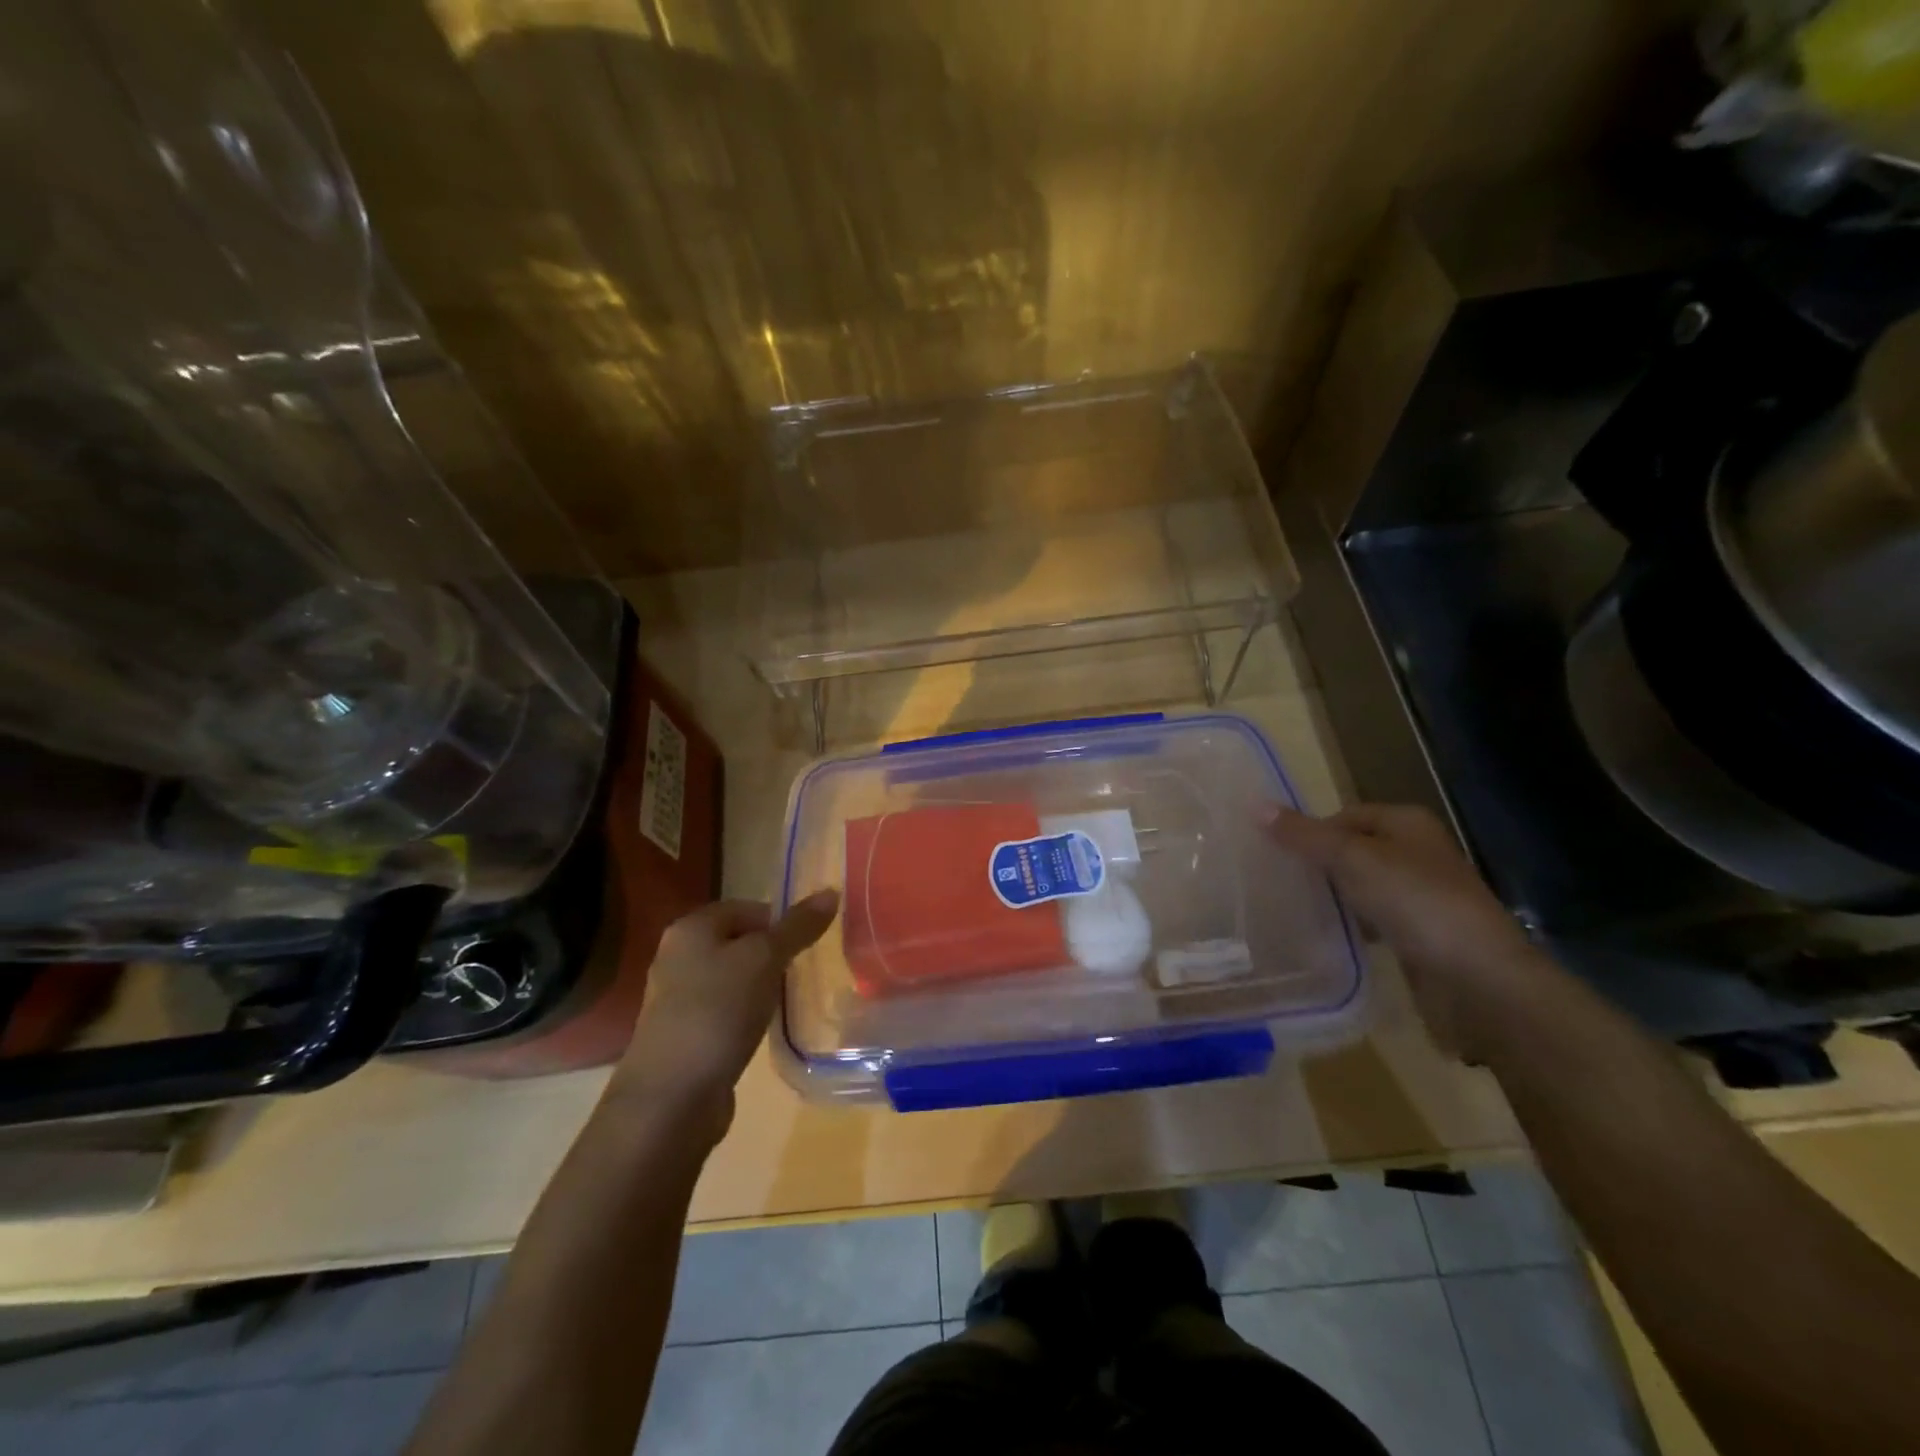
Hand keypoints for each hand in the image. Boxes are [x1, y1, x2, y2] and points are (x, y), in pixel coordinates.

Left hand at [611, 892, 838, 1136]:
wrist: (670, 1098)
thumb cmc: (717, 1013)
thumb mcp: (765, 960)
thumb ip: (798, 927)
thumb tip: (830, 892)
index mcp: (691, 928)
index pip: (747, 907)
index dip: (780, 921)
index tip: (809, 944)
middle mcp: (678, 956)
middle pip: (739, 942)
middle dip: (773, 954)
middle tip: (804, 970)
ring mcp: (677, 998)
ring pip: (733, 978)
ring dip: (761, 987)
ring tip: (789, 1000)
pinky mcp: (685, 1035)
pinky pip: (725, 1011)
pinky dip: (746, 1015)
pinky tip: (764, 1029)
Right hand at [1264, 803, 1542, 1058]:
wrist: (1478, 978)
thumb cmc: (1415, 902)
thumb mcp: (1351, 859)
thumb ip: (1304, 835)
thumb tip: (1255, 805)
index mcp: (1406, 823)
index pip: (1343, 815)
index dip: (1309, 831)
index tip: (1274, 853)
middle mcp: (1415, 852)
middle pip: (1351, 849)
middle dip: (1316, 863)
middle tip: (1274, 880)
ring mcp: (1420, 895)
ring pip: (1360, 885)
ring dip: (1332, 895)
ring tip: (1290, 907)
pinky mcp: (1419, 933)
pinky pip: (1373, 918)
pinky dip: (1351, 924)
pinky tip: (1327, 935)